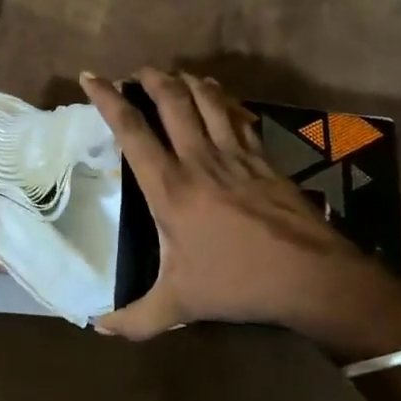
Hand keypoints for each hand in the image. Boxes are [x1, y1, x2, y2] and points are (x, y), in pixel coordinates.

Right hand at [80, 69, 400, 361]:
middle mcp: (199, 159)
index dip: (108, 99)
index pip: (132, 131)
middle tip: (138, 70)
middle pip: (172, 101)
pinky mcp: (263, 158)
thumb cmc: (237, 283)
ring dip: (187, 81)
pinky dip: (224, 100)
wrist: (309, 275)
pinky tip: (220, 97)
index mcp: (170, 187)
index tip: (92, 77)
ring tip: (175, 75)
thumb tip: (98, 329)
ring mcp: (235, 154)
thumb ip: (136, 317)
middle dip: (151, 77)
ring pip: (207, 100)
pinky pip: (238, 116)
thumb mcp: (179, 304)